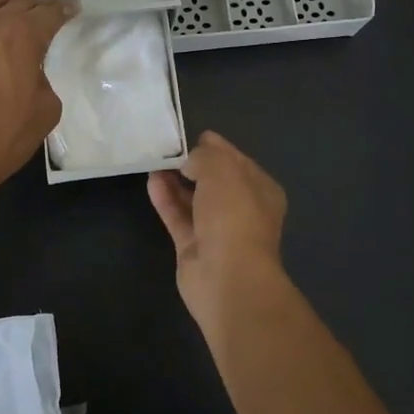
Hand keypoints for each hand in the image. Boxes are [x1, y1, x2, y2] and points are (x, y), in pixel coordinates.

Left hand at [0, 0, 78, 202]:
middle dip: (38, 3)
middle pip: (18, 2)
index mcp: (21, 37)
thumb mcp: (45, 112)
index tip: (73, 9)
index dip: (64, 10)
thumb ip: (44, 83)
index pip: (48, 13)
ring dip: (6, 0)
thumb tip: (32, 76)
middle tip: (50, 9)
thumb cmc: (3, 136)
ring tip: (14, 7)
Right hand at [148, 131, 288, 324]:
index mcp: (261, 190)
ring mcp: (218, 231)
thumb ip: (205, 156)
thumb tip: (191, 161)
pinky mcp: (194, 247)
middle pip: (215, 181)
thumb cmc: (234, 216)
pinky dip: (166, 199)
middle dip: (194, 164)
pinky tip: (152, 181)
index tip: (191, 136)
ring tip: (154, 161)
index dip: (216, 147)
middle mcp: (242, 210)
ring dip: (176, 181)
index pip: (237, 160)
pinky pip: (179, 216)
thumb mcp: (222, 170)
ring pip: (194, 199)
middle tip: (168, 148)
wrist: (228, 277)